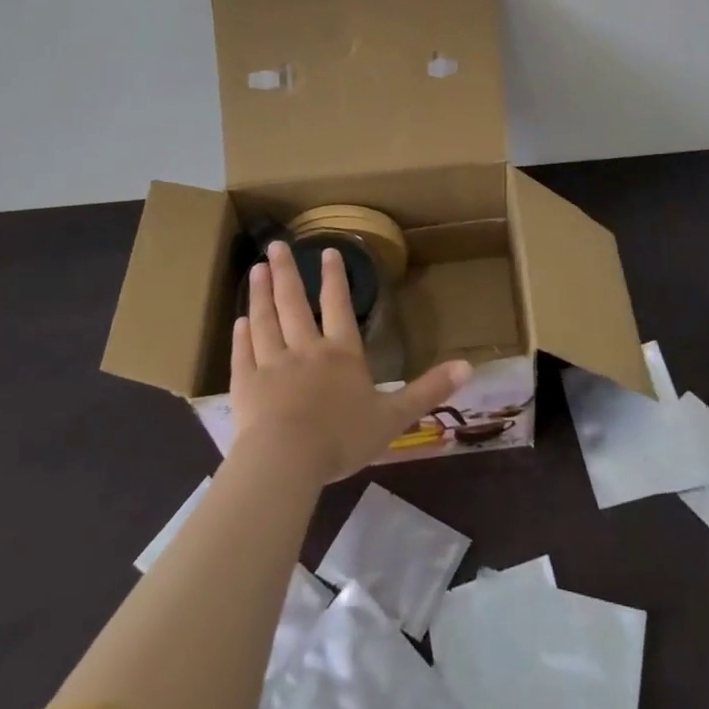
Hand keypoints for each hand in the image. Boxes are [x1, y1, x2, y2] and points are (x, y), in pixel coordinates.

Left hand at [230, 240, 471, 483]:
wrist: (286, 462)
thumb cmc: (342, 438)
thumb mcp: (394, 417)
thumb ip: (428, 389)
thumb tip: (470, 366)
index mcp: (341, 354)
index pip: (339, 306)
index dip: (335, 278)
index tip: (327, 251)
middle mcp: (306, 349)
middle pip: (294, 304)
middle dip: (287, 273)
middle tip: (275, 245)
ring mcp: (272, 365)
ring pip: (265, 321)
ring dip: (260, 294)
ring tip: (255, 269)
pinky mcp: (245, 386)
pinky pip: (243, 354)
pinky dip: (240, 336)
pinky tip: (238, 321)